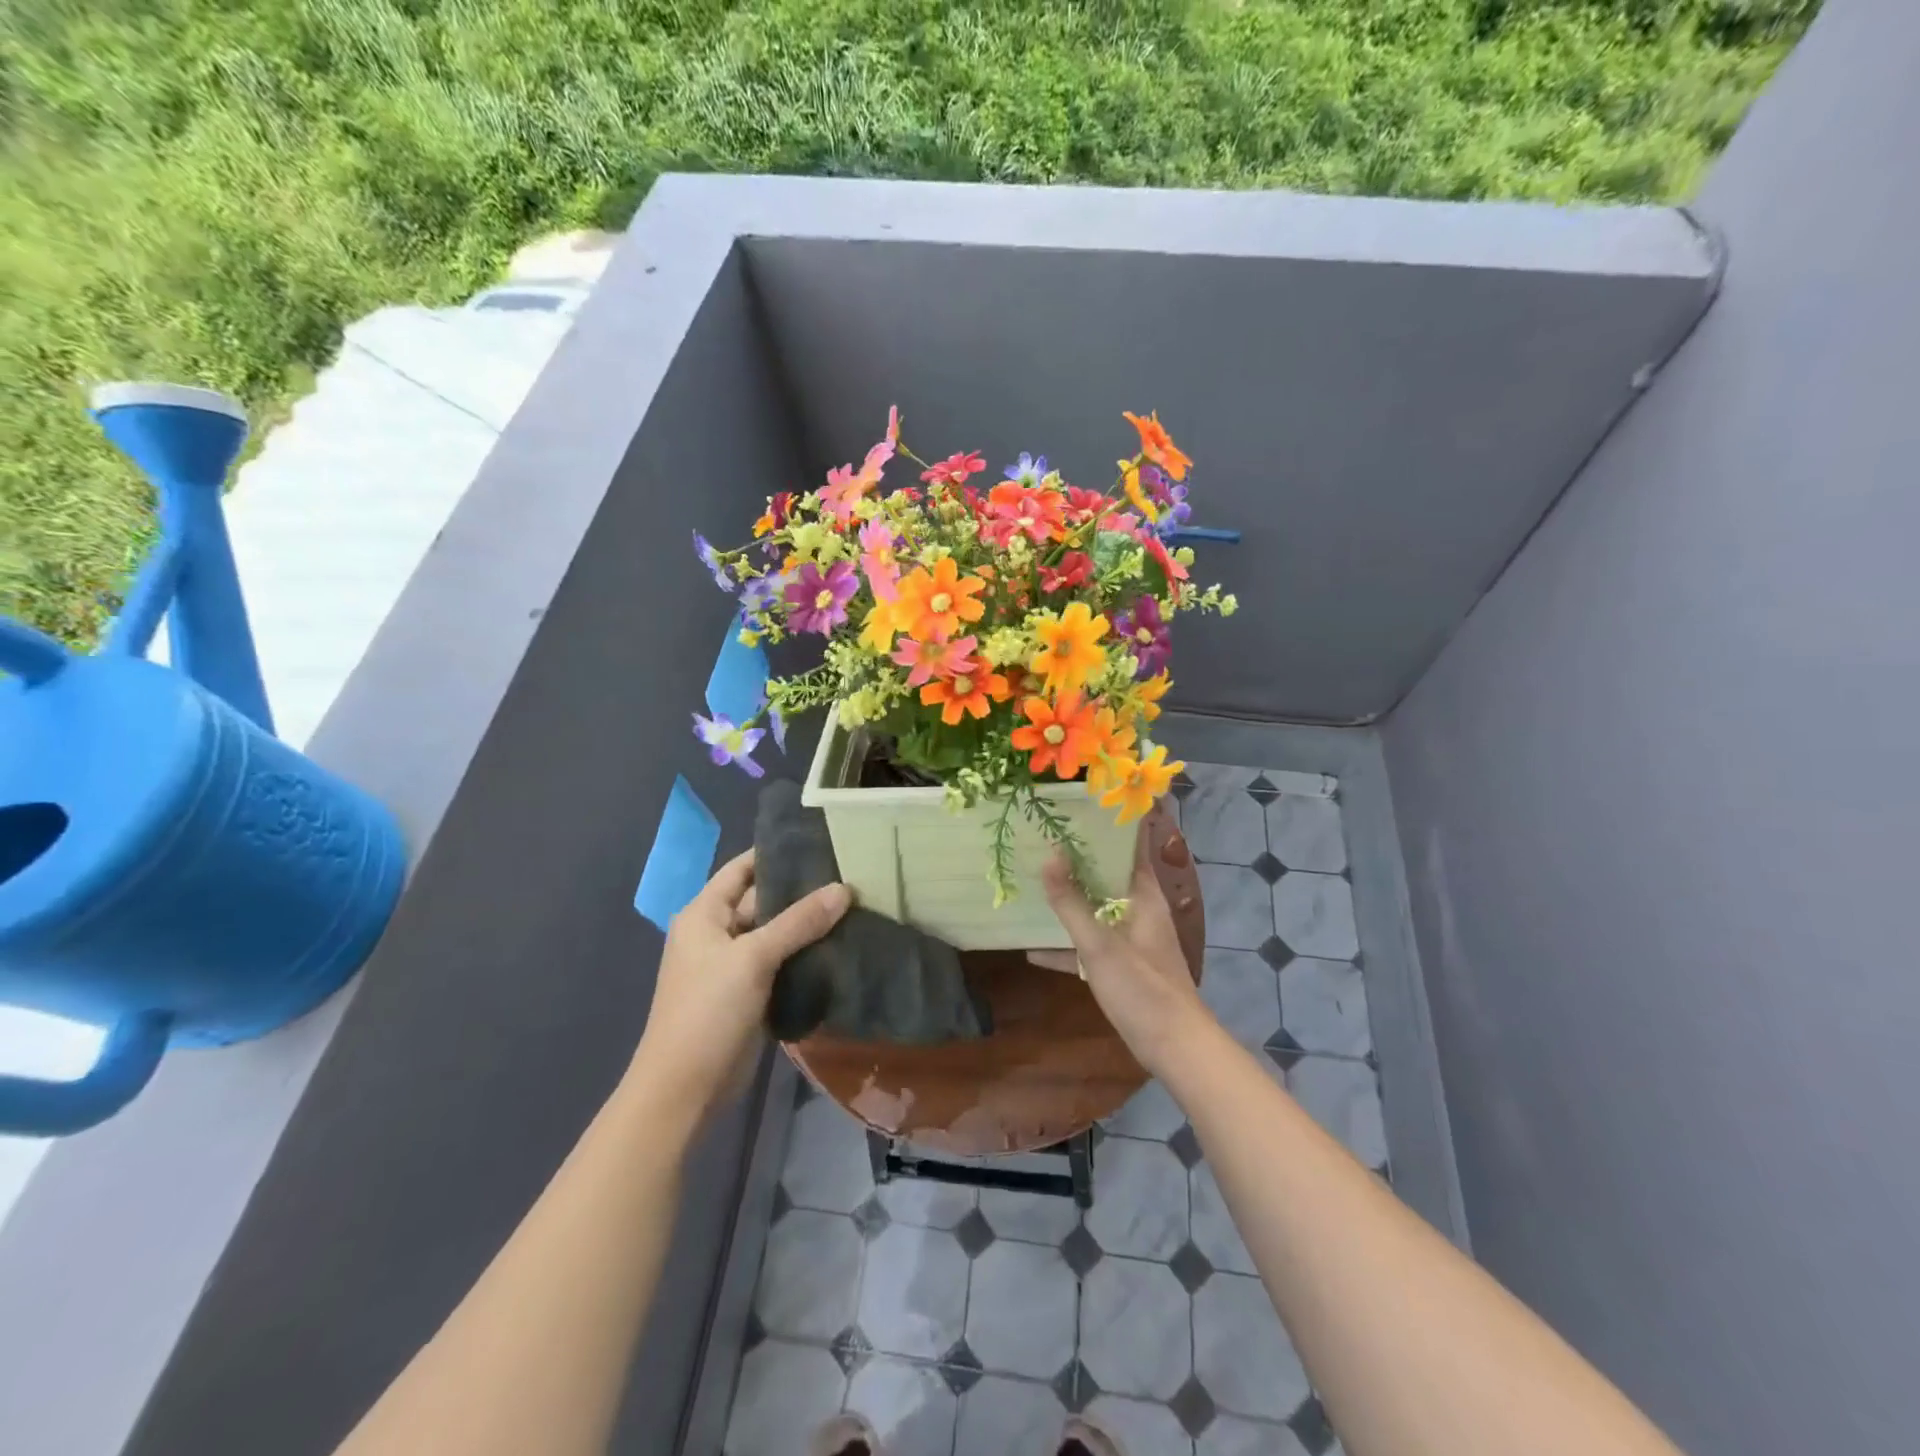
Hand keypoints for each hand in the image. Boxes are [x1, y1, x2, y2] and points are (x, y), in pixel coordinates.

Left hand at [632, 850, 851, 1114]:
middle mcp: (717, 933)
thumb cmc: (708, 1010)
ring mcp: (734, 966)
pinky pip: (781, 963)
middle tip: (851, 874)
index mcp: (704, 914)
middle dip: (802, 891)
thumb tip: (844, 889)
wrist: (685, 1088)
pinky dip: (805, 955)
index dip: (776, 853)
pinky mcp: (750, 994)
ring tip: (856, 905)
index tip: (820, 841)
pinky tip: (841, 946)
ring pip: (777, 934)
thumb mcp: (753, 958)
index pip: (743, 868)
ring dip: (808, 925)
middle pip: (763, 901)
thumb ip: (799, 922)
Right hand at [1033, 817, 1213, 1078]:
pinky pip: (1090, 943)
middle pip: (1107, 875)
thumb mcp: (1100, 945)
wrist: (1174, 1047)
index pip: (1128, 847)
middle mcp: (1139, 911)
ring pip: (1095, 909)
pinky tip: (1033, 948)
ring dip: (1069, 900)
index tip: (1075, 807)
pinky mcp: (1121, 965)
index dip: (1106, 826)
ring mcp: (1130, 939)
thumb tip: (1049, 856)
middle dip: (1077, 860)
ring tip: (1033, 883)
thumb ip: (1072, 903)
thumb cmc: (1143, 989)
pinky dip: (1067, 943)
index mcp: (1143, 896)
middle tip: (1040, 839)